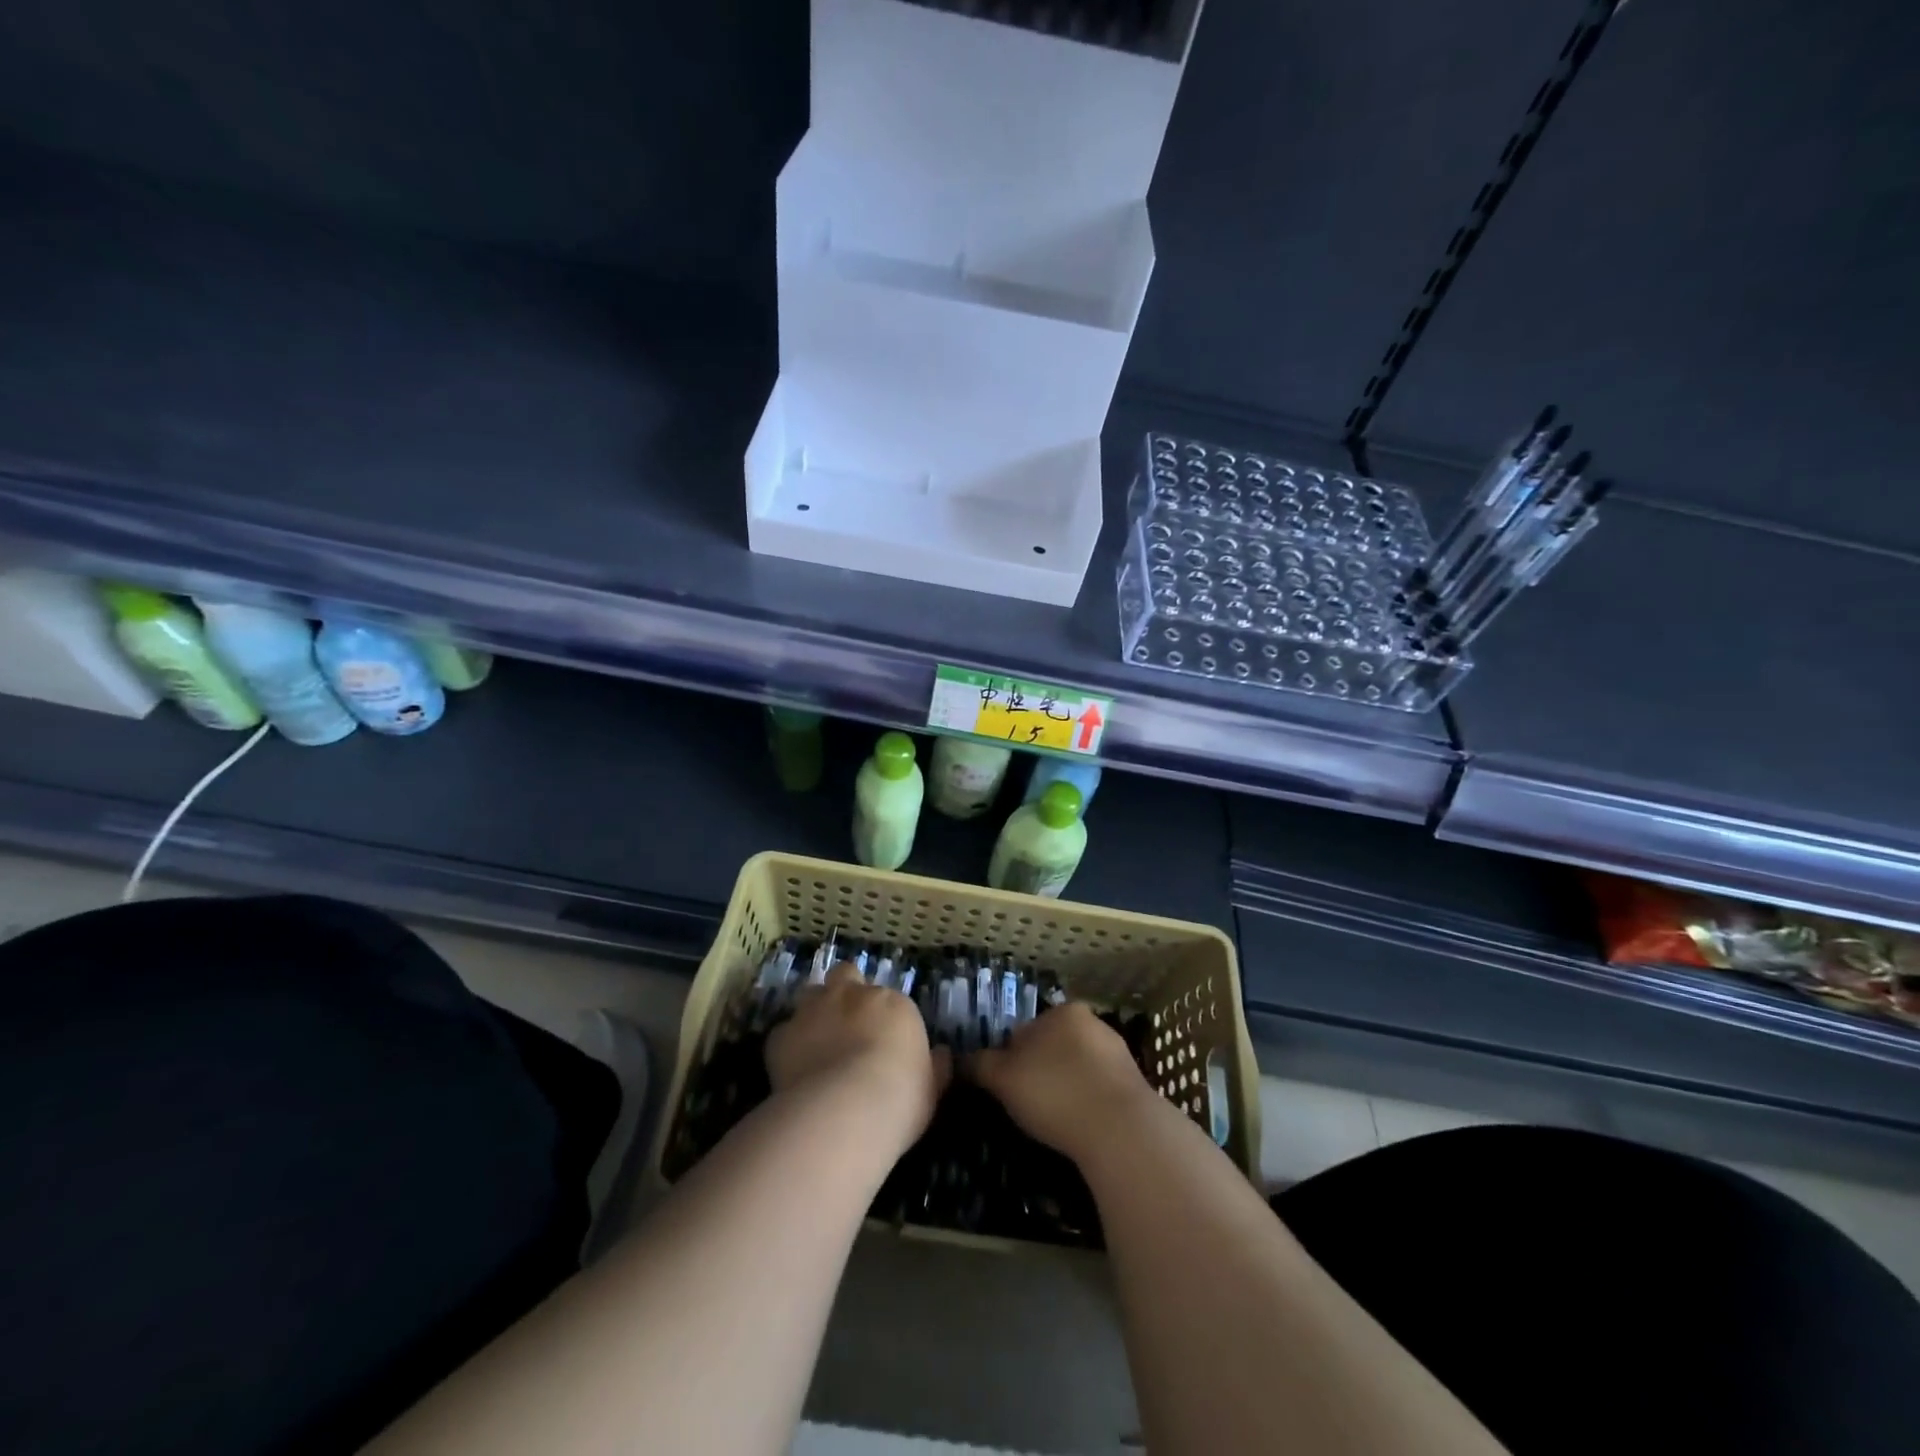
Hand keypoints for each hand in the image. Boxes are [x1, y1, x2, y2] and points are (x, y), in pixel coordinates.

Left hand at [766, 963, 948, 1160]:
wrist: (846, 1110)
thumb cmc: (901, 1099)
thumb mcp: (932, 1088)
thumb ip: (936, 1067)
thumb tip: (943, 1056)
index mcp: (893, 1004)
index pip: (888, 999)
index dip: (882, 1017)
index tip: (883, 1041)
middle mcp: (853, 996)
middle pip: (845, 975)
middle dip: (845, 992)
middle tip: (846, 1021)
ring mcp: (814, 1011)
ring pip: (811, 993)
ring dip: (815, 1011)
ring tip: (817, 1040)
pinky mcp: (782, 1035)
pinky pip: (784, 1033)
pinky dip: (788, 1045)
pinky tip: (793, 1067)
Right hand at [971, 1002, 1160, 1165]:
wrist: (1121, 1131)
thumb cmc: (1055, 1093)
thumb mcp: (1003, 1078)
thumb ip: (979, 1064)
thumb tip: (959, 1060)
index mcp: (1063, 1011)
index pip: (1025, 1030)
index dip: (1009, 1059)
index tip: (1005, 1088)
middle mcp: (1093, 1023)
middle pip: (1052, 1047)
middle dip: (1039, 1072)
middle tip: (1027, 1106)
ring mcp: (1118, 1054)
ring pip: (1076, 1069)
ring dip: (1064, 1088)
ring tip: (1053, 1122)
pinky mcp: (1134, 1086)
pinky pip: (1098, 1091)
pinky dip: (1086, 1105)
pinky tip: (1079, 1127)